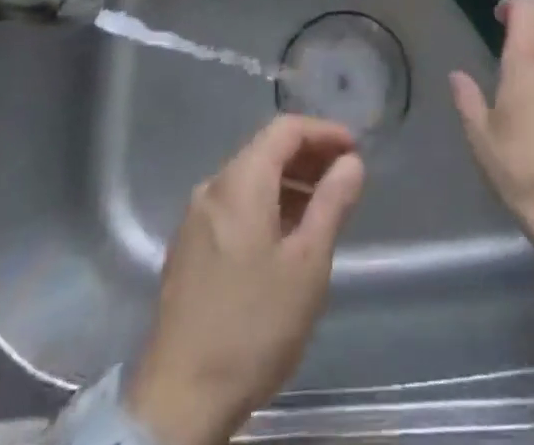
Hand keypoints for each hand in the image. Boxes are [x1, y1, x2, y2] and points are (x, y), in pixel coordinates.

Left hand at [126, 116, 364, 444]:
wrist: (179, 403)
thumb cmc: (253, 326)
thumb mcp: (307, 264)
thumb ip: (332, 203)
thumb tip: (350, 162)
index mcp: (240, 182)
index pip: (285, 129)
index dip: (324, 132)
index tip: (354, 150)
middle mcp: (212, 188)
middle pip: (265, 150)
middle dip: (308, 157)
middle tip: (344, 178)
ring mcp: (195, 220)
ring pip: (249, 180)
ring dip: (288, 183)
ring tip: (322, 209)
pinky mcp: (188, 251)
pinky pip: (234, 207)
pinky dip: (266, 206)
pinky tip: (285, 239)